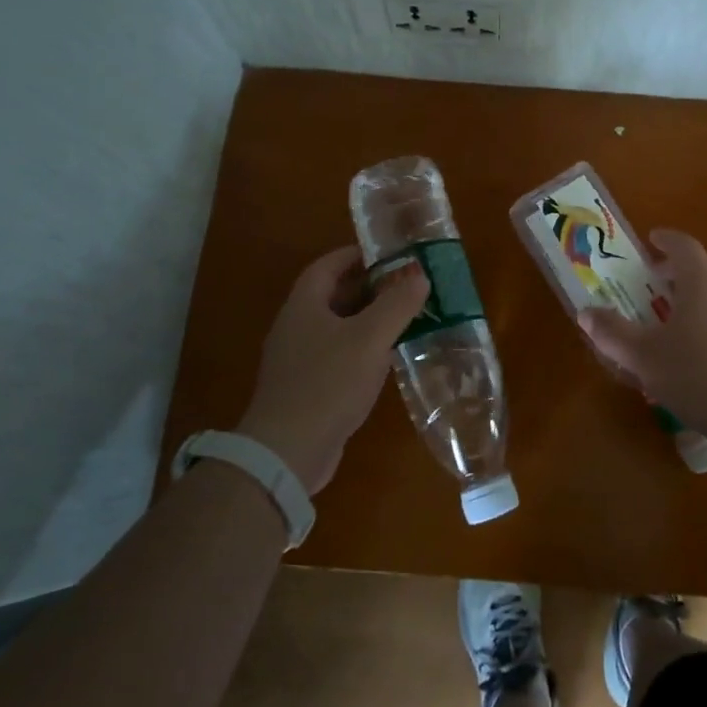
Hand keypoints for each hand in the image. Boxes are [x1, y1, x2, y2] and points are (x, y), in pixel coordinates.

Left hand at [238, 247, 427, 493]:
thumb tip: (419, 275)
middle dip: (369, 287)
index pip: (328, 265)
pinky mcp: (306, 388)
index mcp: (304, 305)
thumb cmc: (328, 383)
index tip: (390, 254)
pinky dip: (361, 348)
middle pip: (333, 295)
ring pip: (337, 326)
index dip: (357, 255)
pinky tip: (386, 359)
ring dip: (368, 319)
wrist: (287, 452)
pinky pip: (336, 355)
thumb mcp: (370, 338)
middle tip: (406, 285)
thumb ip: (397, 304)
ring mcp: (298, 359)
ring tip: (404, 317)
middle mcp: (296, 326)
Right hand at [578, 228, 706, 439]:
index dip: (667, 239)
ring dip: (694, 297)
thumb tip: (586, 312)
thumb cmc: (698, 374)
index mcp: (700, 285)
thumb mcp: (644, 357)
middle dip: (680, 267)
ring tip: (668, 321)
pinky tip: (691, 356)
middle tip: (656, 279)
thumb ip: (613, 334)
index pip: (685, 246)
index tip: (651, 239)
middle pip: (706, 266)